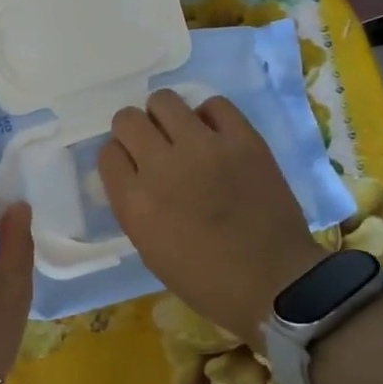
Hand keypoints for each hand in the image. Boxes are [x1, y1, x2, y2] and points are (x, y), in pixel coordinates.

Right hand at [100, 91, 322, 347]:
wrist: (275, 283)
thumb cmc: (205, 279)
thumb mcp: (149, 248)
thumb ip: (133, 204)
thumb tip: (133, 172)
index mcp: (135, 202)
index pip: (107, 153)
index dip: (119, 158)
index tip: (132, 167)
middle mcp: (162, 166)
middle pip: (127, 119)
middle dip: (134, 130)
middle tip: (153, 146)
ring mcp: (204, 147)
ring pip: (164, 100)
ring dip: (165, 116)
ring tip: (181, 134)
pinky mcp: (243, 139)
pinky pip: (214, 104)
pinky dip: (209, 117)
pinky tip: (215, 136)